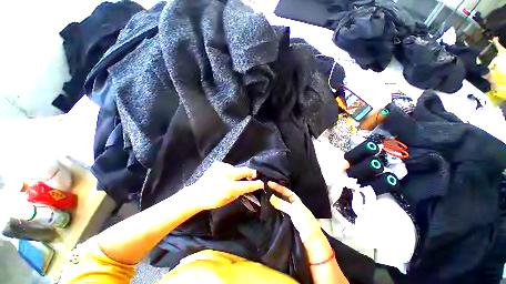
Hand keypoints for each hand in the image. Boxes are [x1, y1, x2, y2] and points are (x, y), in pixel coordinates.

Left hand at [188, 162, 263, 210]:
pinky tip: (225, 175)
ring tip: (235, 176)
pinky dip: (230, 171)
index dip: (256, 184)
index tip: (261, 183)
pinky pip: (229, 167)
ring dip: (238, 172)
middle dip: (251, 172)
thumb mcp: (228, 200)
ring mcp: (222, 168)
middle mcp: (226, 175)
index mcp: (229, 187)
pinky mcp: (217, 164)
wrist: (197, 193)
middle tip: (254, 174)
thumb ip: (239, 192)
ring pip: (236, 168)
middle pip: (244, 170)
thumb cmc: (213, 200)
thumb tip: (247, 185)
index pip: (247, 185)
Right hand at [268, 181, 321, 242]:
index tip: (268, 183)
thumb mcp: (294, 210)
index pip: (285, 190)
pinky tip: (265, 210)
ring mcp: (288, 214)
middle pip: (281, 197)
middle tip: (263, 190)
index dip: (277, 186)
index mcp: (295, 200)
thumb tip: (270, 197)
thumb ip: (282, 204)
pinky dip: (272, 211)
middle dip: (273, 193)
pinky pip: (277, 214)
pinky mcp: (285, 222)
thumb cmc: (305, 222)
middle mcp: (291, 206)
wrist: (311, 242)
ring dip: (271, 202)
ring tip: (262, 198)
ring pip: (278, 205)